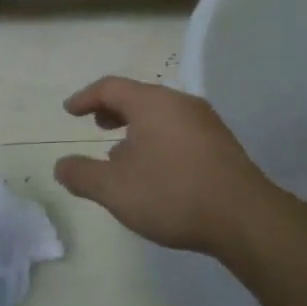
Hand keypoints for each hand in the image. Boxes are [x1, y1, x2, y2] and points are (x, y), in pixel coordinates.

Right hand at [54, 76, 278, 254]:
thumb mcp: (115, 190)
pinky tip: (155, 170)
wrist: (245, 218)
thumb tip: (61, 166)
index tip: (69, 111)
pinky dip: (158, 139)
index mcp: (152, 103)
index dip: (85, 97)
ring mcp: (205, 122)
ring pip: (161, 115)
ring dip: (136, 128)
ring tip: (122, 155)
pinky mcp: (221, 144)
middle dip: (113, 110)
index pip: (110, 87)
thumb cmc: (173, 194)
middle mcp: (180, 103)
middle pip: (139, 96)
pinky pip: (179, 130)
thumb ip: (82, 175)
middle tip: (97, 127)